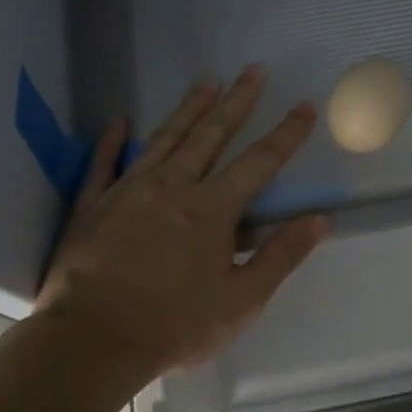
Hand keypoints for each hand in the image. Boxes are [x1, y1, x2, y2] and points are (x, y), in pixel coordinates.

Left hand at [35, 65, 328, 374]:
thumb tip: (319, 220)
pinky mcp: (92, 206)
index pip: (259, 162)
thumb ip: (281, 256)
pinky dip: (111, 141)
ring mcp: (128, 191)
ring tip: (206, 82)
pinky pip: (103, 164)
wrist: (92, 341)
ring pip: (164, 139)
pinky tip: (119, 121)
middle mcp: (173, 187)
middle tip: (253, 71)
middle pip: (211, 135)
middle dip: (236, 102)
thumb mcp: (242, 300)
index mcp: (212, 210)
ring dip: (188, 109)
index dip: (286, 134)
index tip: (304, 106)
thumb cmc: (176, 325)